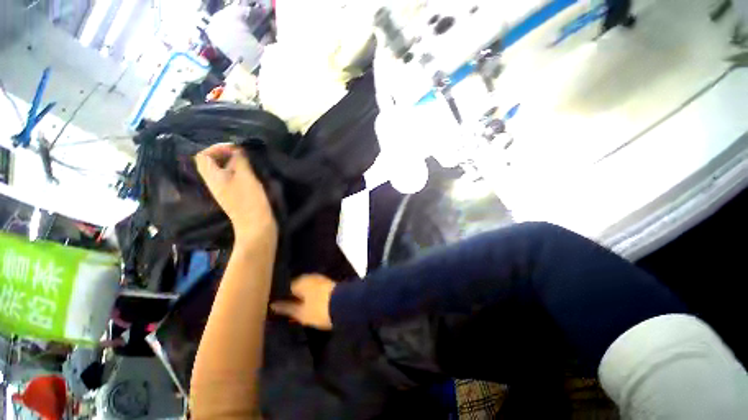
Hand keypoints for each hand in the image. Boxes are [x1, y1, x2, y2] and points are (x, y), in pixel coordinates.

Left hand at [195, 143, 276, 244]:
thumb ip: (239, 160)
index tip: (236, 148)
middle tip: (244, 155)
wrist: (256, 225)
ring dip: (235, 164)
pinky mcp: (235, 196)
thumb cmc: (250, 200)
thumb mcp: (245, 176)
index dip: (217, 148)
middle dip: (227, 155)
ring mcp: (225, 191)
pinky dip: (240, 173)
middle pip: (212, 163)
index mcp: (213, 177)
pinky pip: (233, 179)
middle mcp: (215, 183)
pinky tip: (253, 175)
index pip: (203, 156)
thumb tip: (237, 150)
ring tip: (250, 163)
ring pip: (224, 171)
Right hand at [271, 274, 335, 329]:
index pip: (287, 288)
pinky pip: (317, 290)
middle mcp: (310, 277)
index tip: (281, 307)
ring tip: (302, 309)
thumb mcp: (301, 313)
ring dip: (306, 296)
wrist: (345, 304)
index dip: (284, 298)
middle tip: (291, 310)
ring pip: (309, 288)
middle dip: (296, 296)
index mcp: (300, 281)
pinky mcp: (330, 284)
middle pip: (299, 287)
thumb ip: (287, 308)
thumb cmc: (319, 309)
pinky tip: (314, 304)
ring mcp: (322, 279)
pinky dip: (314, 296)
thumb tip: (273, 305)